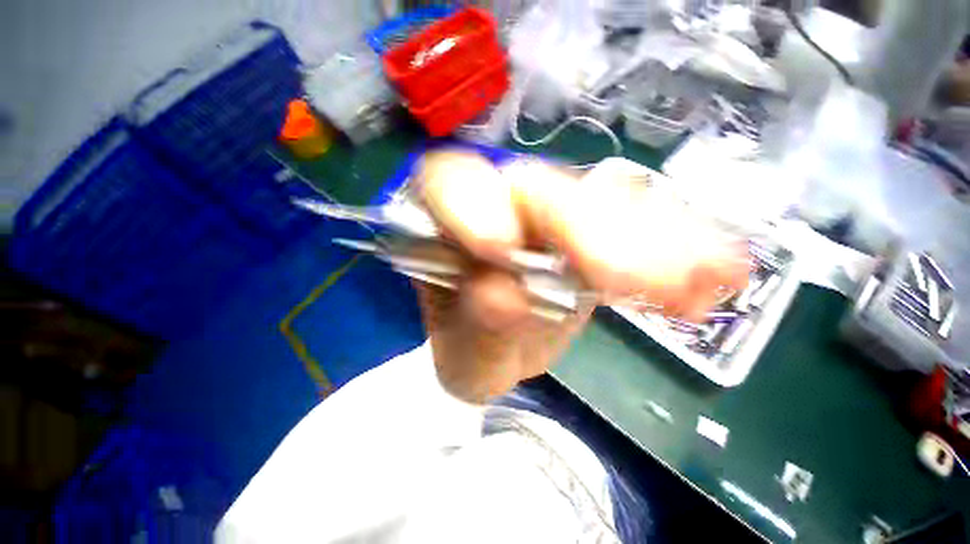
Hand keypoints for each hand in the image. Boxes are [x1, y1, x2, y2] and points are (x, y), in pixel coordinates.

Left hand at [414, 151, 748, 402]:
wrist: (500, 351)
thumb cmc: (470, 349)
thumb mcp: (464, 351)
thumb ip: (476, 325)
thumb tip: (506, 295)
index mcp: (449, 228)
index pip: (452, 183)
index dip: (475, 204)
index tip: (502, 247)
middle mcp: (500, 208)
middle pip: (540, 192)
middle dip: (583, 230)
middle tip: (626, 279)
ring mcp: (551, 218)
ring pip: (601, 207)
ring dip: (650, 242)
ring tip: (696, 280)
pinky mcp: (593, 239)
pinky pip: (638, 232)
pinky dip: (678, 250)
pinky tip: (717, 273)